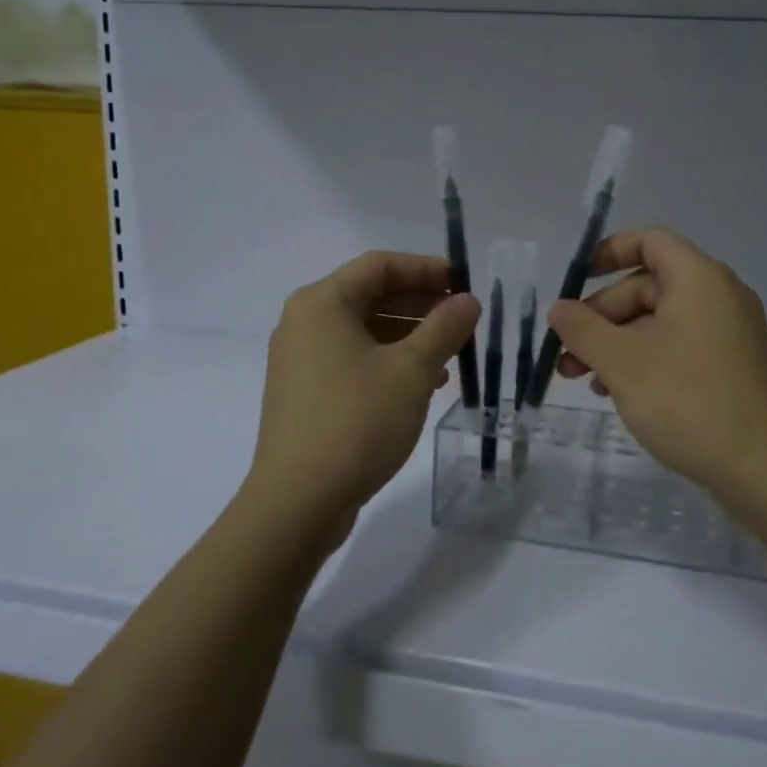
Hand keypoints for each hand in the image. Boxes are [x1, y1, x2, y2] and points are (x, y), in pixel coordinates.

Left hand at [246, 252, 479, 526]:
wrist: (298, 501)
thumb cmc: (357, 422)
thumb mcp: (411, 370)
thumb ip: (444, 328)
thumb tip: (468, 300)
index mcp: (323, 303)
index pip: (380, 265)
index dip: (426, 269)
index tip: (464, 283)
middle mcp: (305, 322)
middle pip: (371, 295)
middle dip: (421, 303)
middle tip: (463, 318)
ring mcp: (301, 359)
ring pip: (365, 330)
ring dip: (409, 335)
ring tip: (450, 355)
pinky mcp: (306, 392)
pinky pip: (354, 359)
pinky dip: (389, 361)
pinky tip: (423, 384)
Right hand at [549, 229, 766, 498]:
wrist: (762, 469)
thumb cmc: (688, 401)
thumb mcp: (623, 362)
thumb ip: (583, 329)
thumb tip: (559, 309)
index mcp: (700, 280)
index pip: (650, 241)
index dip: (609, 252)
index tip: (576, 280)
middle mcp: (719, 297)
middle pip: (648, 287)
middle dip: (601, 315)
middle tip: (566, 352)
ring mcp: (728, 335)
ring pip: (658, 322)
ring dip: (616, 343)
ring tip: (581, 378)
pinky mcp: (730, 368)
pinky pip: (677, 347)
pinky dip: (644, 359)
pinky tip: (617, 392)